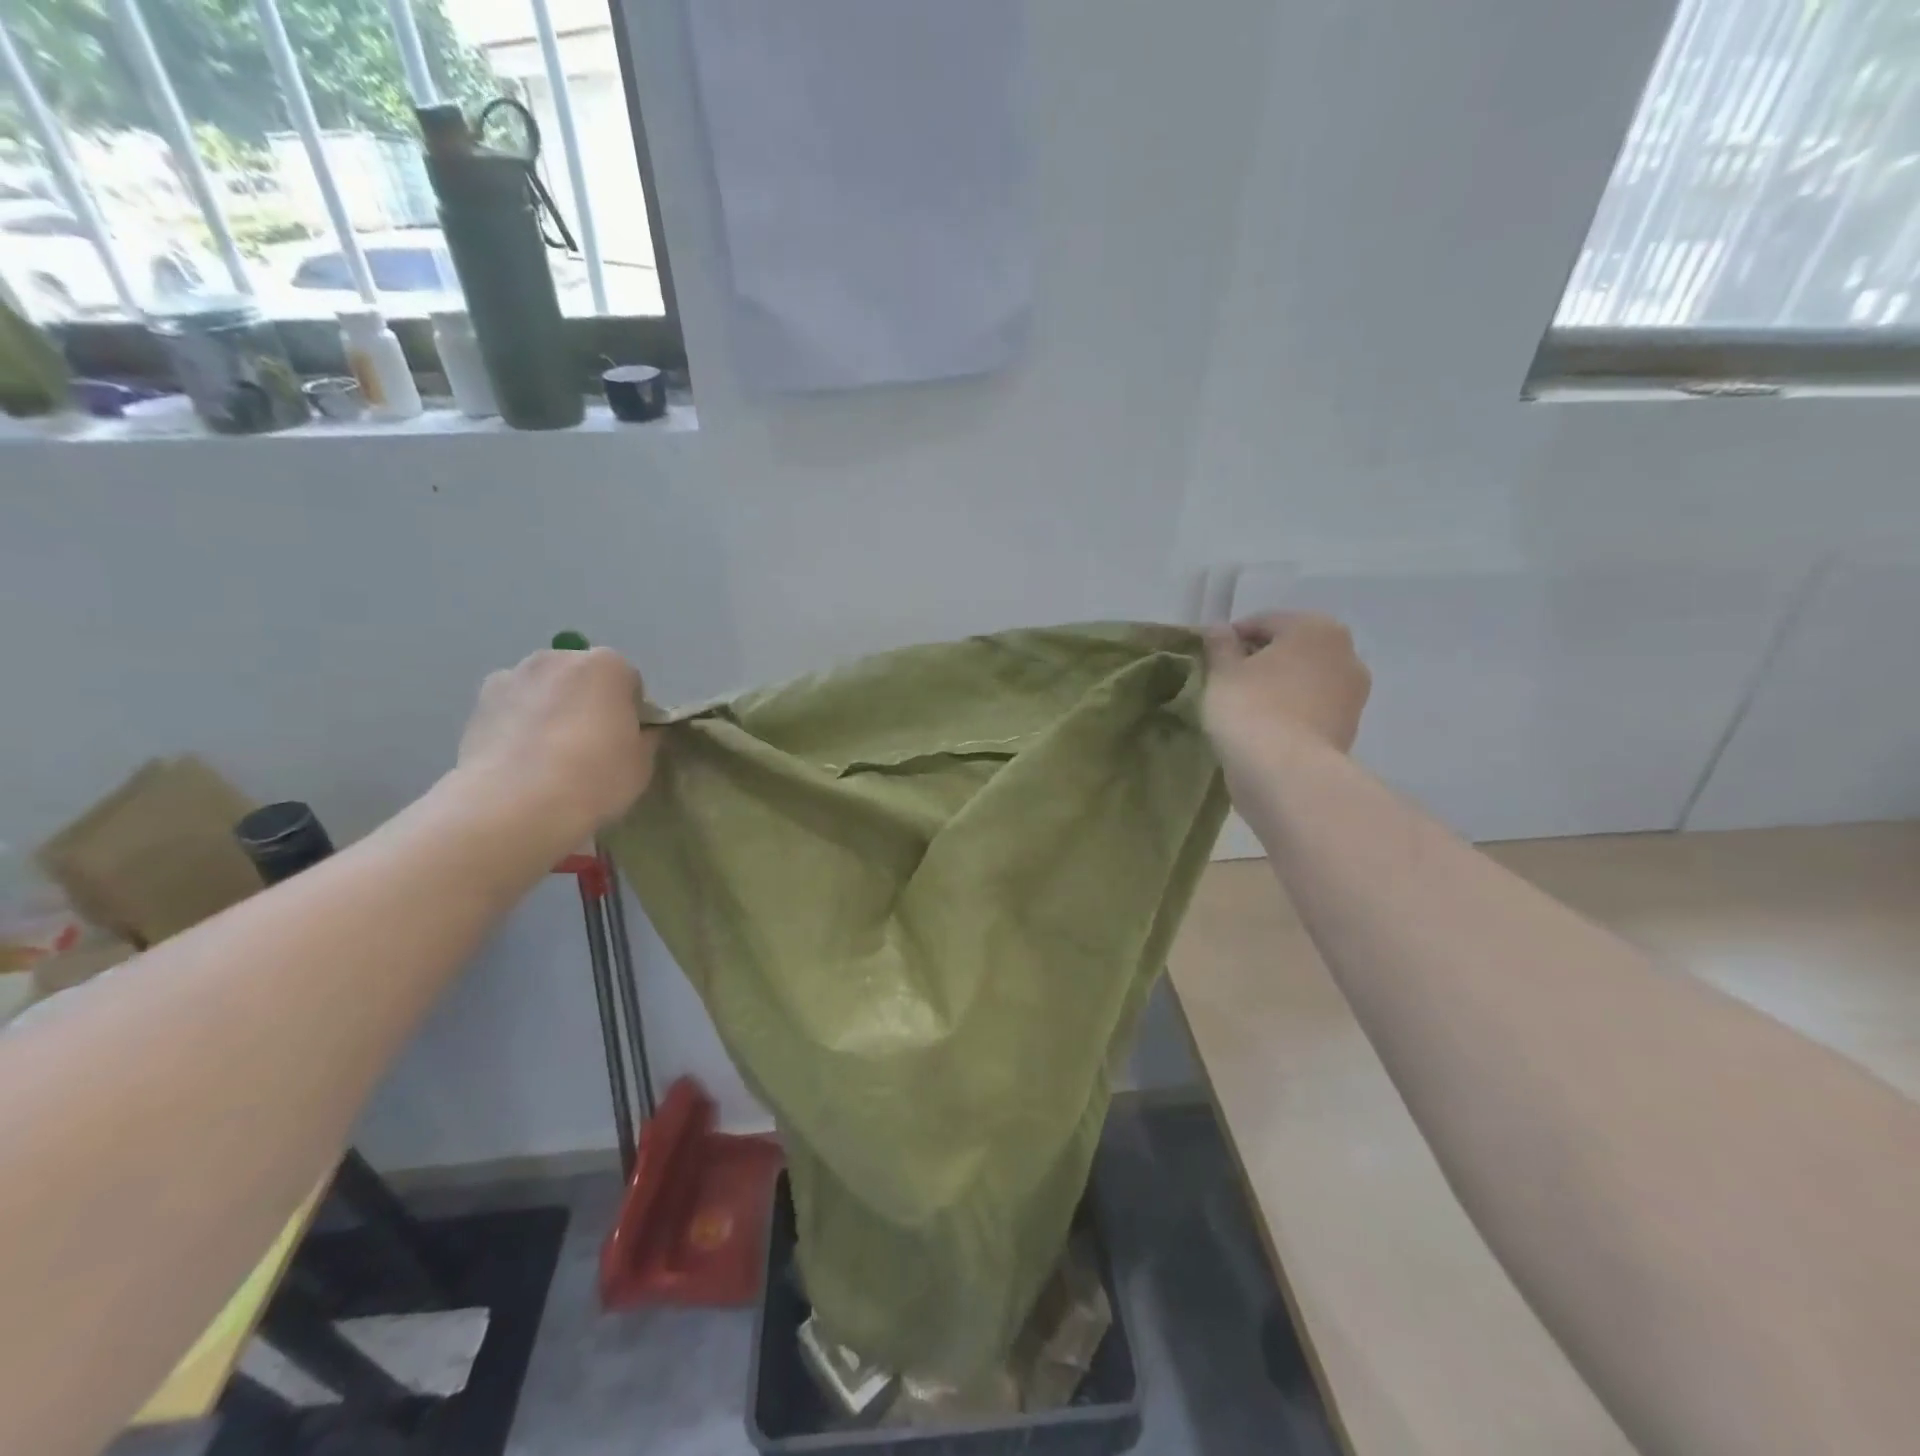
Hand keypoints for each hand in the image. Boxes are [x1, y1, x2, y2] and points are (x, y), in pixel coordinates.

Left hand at [454, 647, 657, 848]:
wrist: (515, 805)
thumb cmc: (595, 777)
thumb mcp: (643, 763)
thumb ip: (645, 738)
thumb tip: (640, 732)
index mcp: (607, 665)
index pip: (629, 682)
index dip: (631, 712)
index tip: (626, 741)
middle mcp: (558, 658)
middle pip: (583, 678)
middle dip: (587, 703)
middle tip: (589, 748)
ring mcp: (512, 676)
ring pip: (544, 690)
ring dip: (550, 710)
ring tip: (549, 756)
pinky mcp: (478, 703)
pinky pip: (512, 708)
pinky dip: (517, 723)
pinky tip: (520, 760)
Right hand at [1203, 612, 1370, 756]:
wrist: (1286, 773)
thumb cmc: (1251, 708)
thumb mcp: (1222, 671)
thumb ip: (1220, 645)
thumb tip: (1219, 629)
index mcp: (1316, 628)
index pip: (1264, 622)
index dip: (1232, 638)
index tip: (1211, 659)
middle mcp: (1345, 653)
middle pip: (1291, 649)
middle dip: (1261, 661)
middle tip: (1228, 682)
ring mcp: (1353, 694)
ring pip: (1304, 680)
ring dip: (1279, 687)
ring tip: (1246, 707)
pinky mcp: (1349, 728)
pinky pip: (1311, 709)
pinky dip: (1291, 712)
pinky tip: (1266, 728)